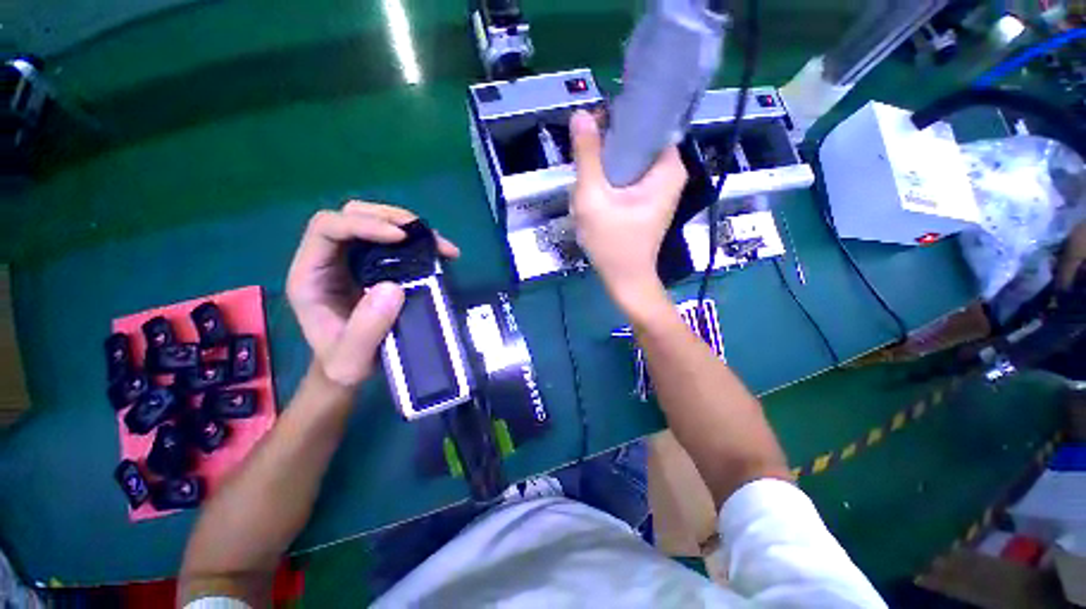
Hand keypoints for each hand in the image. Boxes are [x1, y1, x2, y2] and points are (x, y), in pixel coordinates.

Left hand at [286, 202, 459, 388]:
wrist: (350, 368)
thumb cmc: (344, 364)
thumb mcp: (351, 359)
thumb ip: (365, 329)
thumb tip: (393, 287)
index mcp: (311, 275)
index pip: (327, 228)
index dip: (363, 225)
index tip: (401, 238)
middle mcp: (329, 259)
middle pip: (353, 214)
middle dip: (390, 218)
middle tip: (424, 236)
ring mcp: (352, 261)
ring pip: (375, 221)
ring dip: (409, 227)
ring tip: (439, 245)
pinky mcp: (374, 267)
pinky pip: (394, 242)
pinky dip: (418, 242)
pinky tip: (440, 253)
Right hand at [569, 110, 687, 306]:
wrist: (625, 280)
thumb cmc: (612, 244)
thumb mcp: (593, 199)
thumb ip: (587, 156)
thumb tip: (581, 114)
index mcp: (668, 166)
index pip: (646, 121)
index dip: (616, 118)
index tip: (591, 129)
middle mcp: (670, 171)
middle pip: (636, 140)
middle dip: (607, 147)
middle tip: (585, 164)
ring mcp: (659, 186)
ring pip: (628, 158)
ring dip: (605, 164)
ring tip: (588, 182)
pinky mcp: (647, 198)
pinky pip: (627, 175)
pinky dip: (610, 178)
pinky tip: (595, 192)